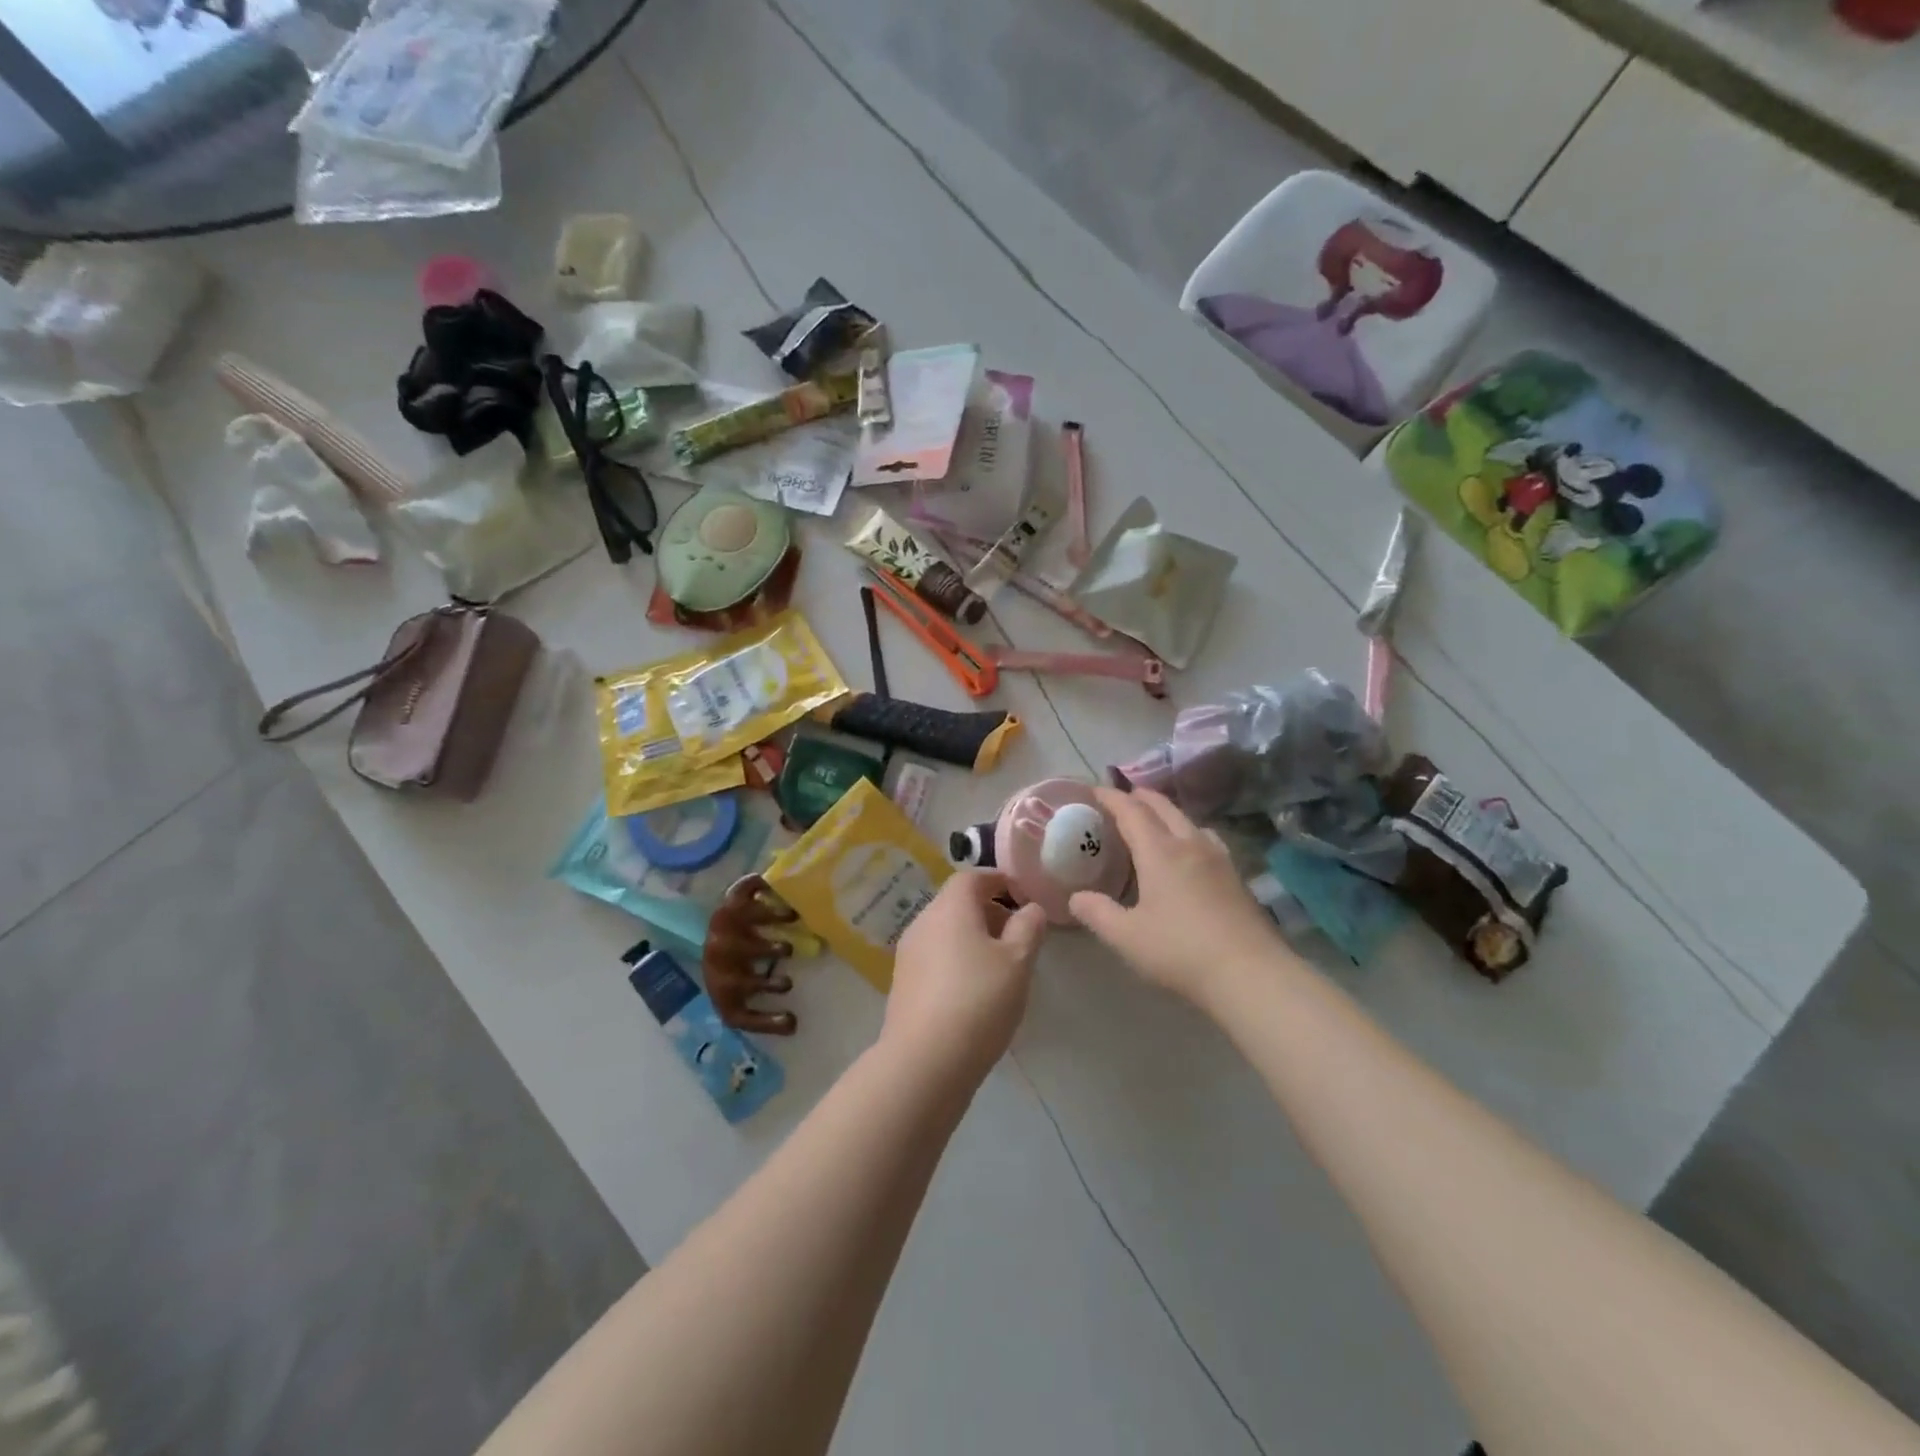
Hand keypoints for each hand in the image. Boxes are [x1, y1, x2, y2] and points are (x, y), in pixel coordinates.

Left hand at [882, 870, 1047, 1088]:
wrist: (925, 1061)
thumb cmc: (978, 1000)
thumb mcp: (1018, 961)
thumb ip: (1028, 928)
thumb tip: (1031, 908)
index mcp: (949, 908)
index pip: (972, 877)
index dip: (999, 881)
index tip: (1022, 895)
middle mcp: (923, 922)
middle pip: (956, 903)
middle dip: (989, 911)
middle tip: (1018, 934)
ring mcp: (908, 954)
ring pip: (945, 932)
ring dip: (973, 938)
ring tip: (1001, 966)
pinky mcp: (903, 984)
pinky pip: (935, 957)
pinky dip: (957, 960)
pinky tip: (975, 991)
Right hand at [1069, 787, 1282, 1006]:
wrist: (1250, 974)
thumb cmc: (1180, 951)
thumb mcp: (1127, 937)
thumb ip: (1098, 913)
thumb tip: (1076, 897)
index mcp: (1159, 852)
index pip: (1131, 811)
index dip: (1111, 797)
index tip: (1095, 790)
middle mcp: (1190, 844)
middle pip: (1164, 807)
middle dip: (1141, 797)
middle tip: (1123, 797)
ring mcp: (1218, 858)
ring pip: (1189, 820)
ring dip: (1167, 812)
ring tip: (1154, 821)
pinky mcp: (1236, 876)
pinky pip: (1206, 838)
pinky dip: (1188, 832)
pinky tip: (1190, 852)